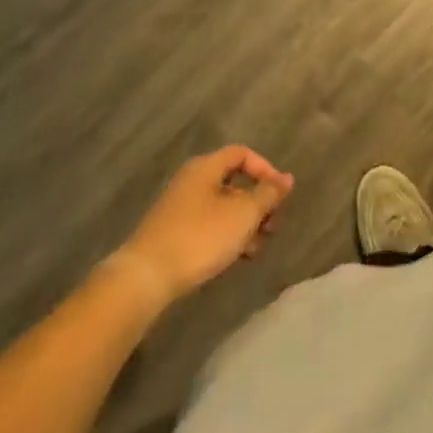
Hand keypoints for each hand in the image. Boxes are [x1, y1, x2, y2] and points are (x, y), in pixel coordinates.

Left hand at [115, 146, 294, 304]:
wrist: (146, 278)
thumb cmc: (200, 237)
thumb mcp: (243, 214)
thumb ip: (268, 194)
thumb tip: (287, 178)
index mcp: (206, 167)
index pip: (242, 154)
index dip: (265, 169)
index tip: (279, 194)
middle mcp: (191, 181)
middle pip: (233, 182)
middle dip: (257, 203)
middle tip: (273, 225)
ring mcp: (179, 208)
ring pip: (222, 207)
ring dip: (244, 224)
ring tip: (257, 248)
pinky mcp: (172, 234)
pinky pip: (208, 225)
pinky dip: (226, 236)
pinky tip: (235, 257)